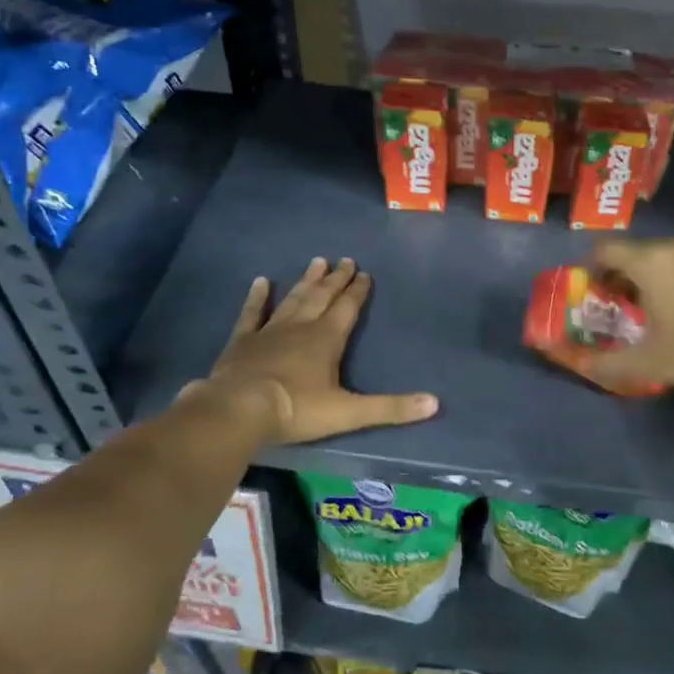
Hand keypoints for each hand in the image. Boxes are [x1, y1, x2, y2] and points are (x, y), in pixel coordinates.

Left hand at [181, 257, 436, 443]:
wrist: (239, 410)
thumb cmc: (296, 409)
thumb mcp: (349, 413)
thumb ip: (390, 408)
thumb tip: (434, 403)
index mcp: (327, 339)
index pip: (348, 308)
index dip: (358, 291)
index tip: (365, 274)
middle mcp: (301, 327)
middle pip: (322, 297)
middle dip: (336, 279)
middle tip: (345, 261)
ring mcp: (269, 331)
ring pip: (293, 299)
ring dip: (307, 282)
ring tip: (316, 262)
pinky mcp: (242, 341)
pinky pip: (252, 313)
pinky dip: (258, 297)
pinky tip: (261, 282)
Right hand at [584, 236, 673, 396]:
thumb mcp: (647, 364)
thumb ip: (606, 364)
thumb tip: (580, 365)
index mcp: (650, 262)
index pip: (606, 250)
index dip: (593, 267)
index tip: (594, 290)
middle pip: (639, 253)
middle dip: (626, 275)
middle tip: (625, 305)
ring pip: (671, 257)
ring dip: (659, 275)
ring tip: (663, 307)